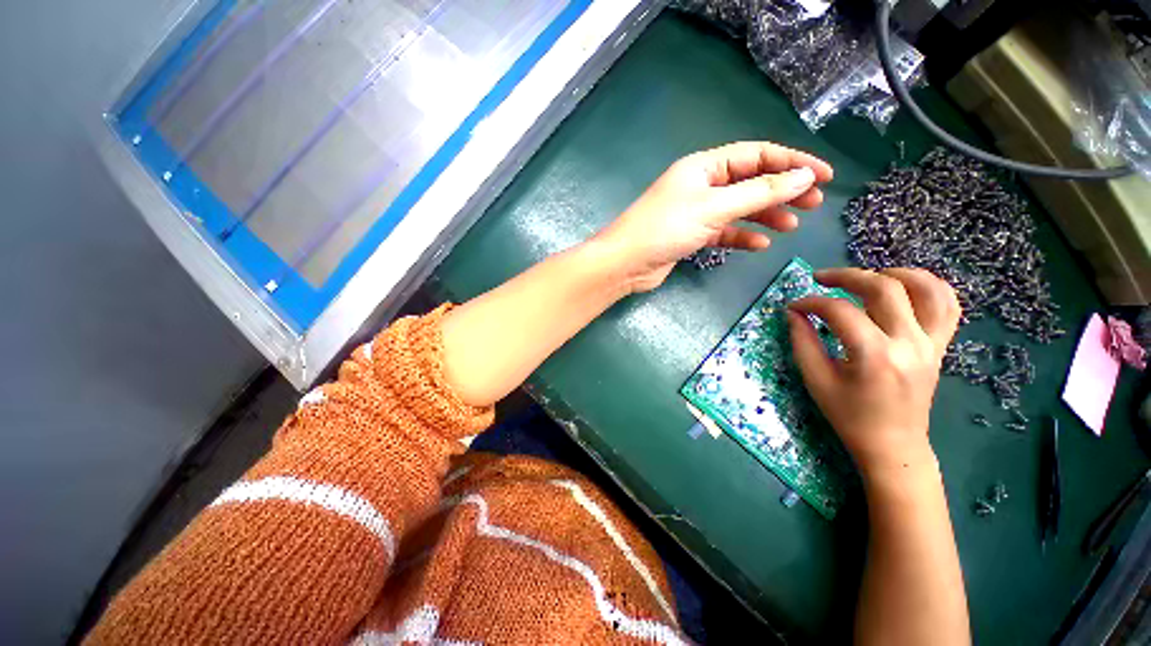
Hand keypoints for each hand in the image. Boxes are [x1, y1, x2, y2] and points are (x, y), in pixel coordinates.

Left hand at [594, 142, 832, 292]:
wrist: (626, 263)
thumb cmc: (665, 229)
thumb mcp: (714, 207)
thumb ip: (759, 193)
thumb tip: (803, 176)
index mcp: (704, 167)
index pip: (756, 155)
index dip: (792, 162)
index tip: (824, 176)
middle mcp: (700, 185)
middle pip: (750, 181)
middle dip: (782, 190)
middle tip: (813, 204)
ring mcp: (695, 211)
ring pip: (738, 208)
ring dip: (765, 214)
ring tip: (791, 226)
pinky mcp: (690, 235)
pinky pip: (723, 231)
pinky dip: (741, 235)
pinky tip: (759, 244)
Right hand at [787, 268, 960, 476]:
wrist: (893, 443)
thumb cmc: (849, 415)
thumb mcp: (816, 380)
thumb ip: (802, 342)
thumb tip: (793, 313)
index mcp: (874, 356)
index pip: (840, 311)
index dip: (811, 303)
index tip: (794, 306)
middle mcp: (909, 343)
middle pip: (883, 288)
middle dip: (847, 276)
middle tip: (821, 278)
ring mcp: (931, 343)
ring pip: (925, 288)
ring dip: (893, 273)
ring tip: (866, 276)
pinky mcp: (940, 346)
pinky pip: (947, 306)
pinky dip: (929, 286)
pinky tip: (904, 286)